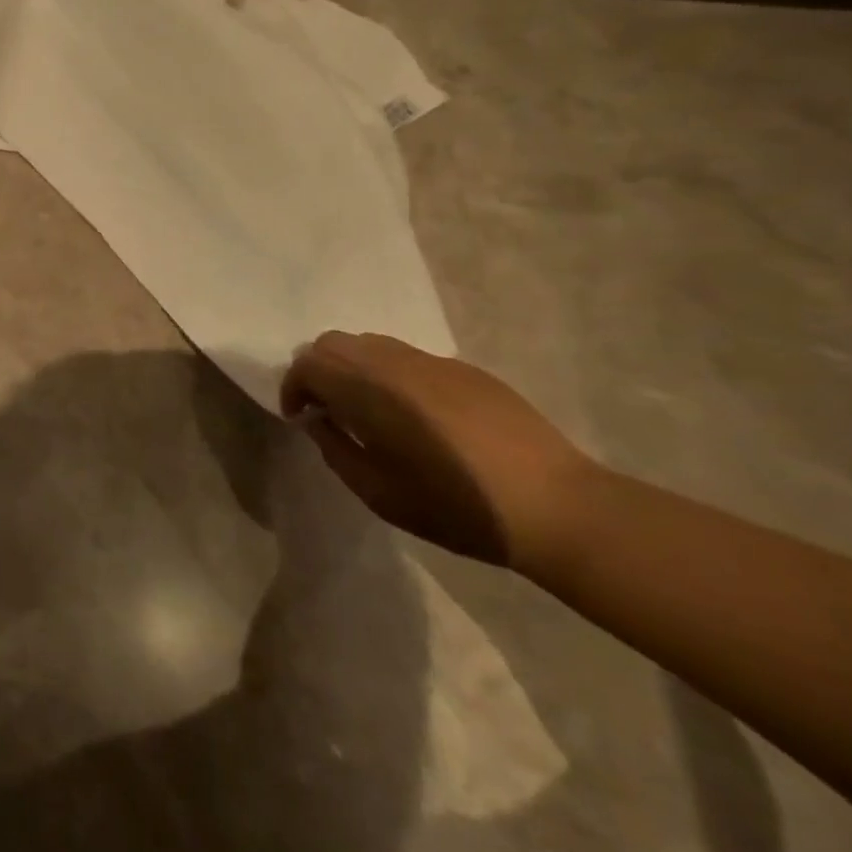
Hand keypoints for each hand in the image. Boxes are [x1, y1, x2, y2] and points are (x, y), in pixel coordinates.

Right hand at [280, 332, 597, 570]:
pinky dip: (392, 375)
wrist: (558, 508)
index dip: (294, 388)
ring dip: (355, 369)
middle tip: (328, 410)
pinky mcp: (466, 370)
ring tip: (369, 410)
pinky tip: (417, 416)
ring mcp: (433, 361)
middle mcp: (394, 363)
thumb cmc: (457, 507)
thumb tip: (319, 422)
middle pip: (334, 343)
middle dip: (319, 371)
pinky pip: (410, 359)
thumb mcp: (379, 494)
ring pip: (372, 344)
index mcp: (368, 390)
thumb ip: (337, 450)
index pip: (308, 364)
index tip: (302, 419)